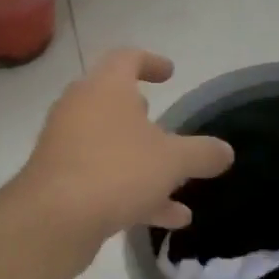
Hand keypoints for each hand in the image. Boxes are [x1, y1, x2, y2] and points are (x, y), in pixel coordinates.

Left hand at [18, 49, 234, 247]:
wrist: (52, 220)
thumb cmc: (116, 171)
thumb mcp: (173, 161)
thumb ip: (202, 153)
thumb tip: (225, 151)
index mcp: (105, 88)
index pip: (126, 58)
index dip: (150, 62)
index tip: (169, 73)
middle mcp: (80, 109)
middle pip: (112, 102)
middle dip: (141, 115)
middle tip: (163, 124)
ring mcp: (66, 146)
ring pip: (111, 146)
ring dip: (144, 162)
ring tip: (178, 183)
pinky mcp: (60, 181)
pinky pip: (103, 178)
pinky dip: (134, 192)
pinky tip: (168, 219)